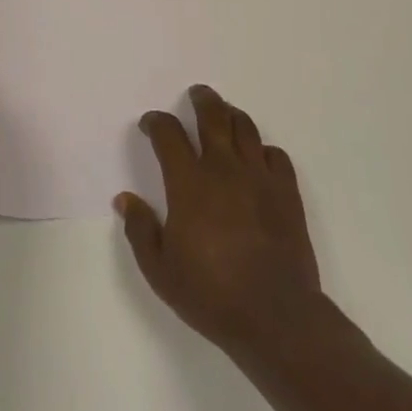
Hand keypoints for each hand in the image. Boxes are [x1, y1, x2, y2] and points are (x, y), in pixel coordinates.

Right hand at [117, 85, 322, 353]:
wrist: (275, 316)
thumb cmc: (210, 294)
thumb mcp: (160, 270)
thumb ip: (140, 230)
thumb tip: (125, 199)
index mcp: (188, 184)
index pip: (169, 135)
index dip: (157, 122)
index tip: (150, 123)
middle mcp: (223, 169)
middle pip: (213, 117)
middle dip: (202, 100)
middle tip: (197, 93)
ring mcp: (259, 178)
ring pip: (246, 128)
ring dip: (232, 115)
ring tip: (225, 113)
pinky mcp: (287, 193)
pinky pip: (276, 155)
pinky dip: (263, 149)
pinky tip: (258, 157)